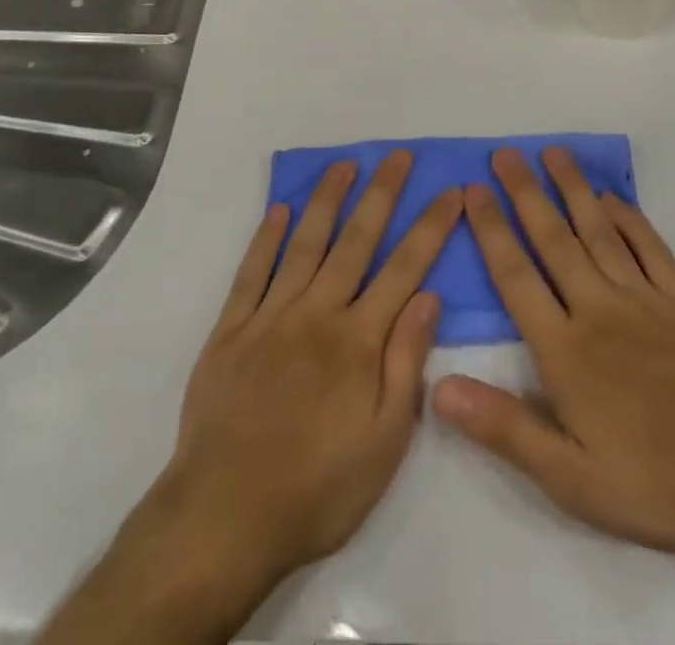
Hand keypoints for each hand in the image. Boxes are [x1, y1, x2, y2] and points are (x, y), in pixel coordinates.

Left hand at [41, 151, 461, 644]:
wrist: (223, 519)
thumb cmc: (317, 488)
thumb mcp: (385, 442)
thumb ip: (407, 363)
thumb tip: (430, 296)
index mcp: (359, 340)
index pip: (406, 268)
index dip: (431, 226)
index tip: (451, 190)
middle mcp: (318, 313)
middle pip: (356, 241)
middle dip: (382, 194)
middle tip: (399, 155)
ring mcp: (271, 316)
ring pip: (305, 244)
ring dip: (327, 200)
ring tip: (344, 165)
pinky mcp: (231, 330)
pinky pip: (251, 273)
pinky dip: (265, 238)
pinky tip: (279, 210)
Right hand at [432, 147, 674, 558]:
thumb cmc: (654, 480)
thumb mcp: (569, 478)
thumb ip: (503, 427)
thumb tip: (437, 387)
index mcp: (565, 349)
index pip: (516, 277)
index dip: (491, 231)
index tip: (472, 190)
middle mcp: (598, 308)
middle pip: (554, 240)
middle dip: (525, 194)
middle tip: (505, 153)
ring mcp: (643, 299)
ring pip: (599, 232)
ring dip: (574, 189)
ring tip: (554, 153)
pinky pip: (650, 248)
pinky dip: (630, 218)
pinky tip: (614, 198)